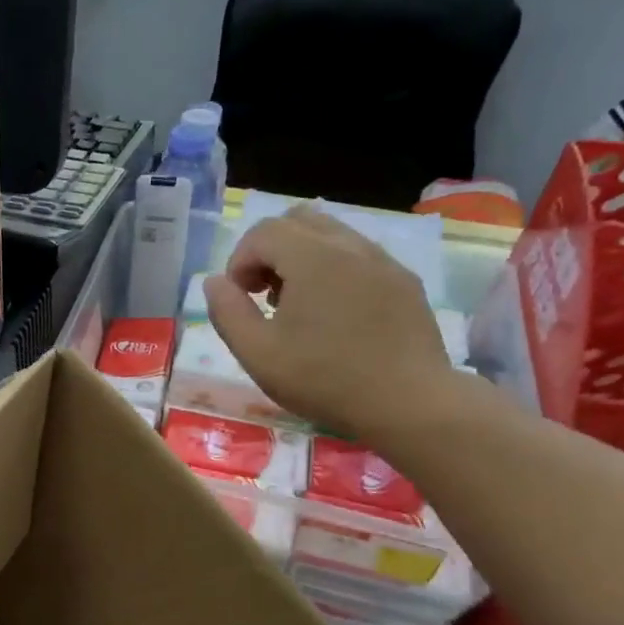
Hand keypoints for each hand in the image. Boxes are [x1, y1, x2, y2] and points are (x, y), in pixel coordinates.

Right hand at [203, 204, 462, 443]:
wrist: (408, 403)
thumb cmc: (324, 379)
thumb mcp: (258, 354)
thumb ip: (227, 312)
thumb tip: (215, 283)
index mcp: (312, 257)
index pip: (263, 232)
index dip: (239, 261)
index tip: (239, 299)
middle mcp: (350, 246)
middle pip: (298, 221)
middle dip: (270, 251)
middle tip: (264, 295)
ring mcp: (383, 261)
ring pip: (332, 235)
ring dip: (302, 260)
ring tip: (298, 307)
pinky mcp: (405, 282)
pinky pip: (360, 257)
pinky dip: (335, 271)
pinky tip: (335, 317)